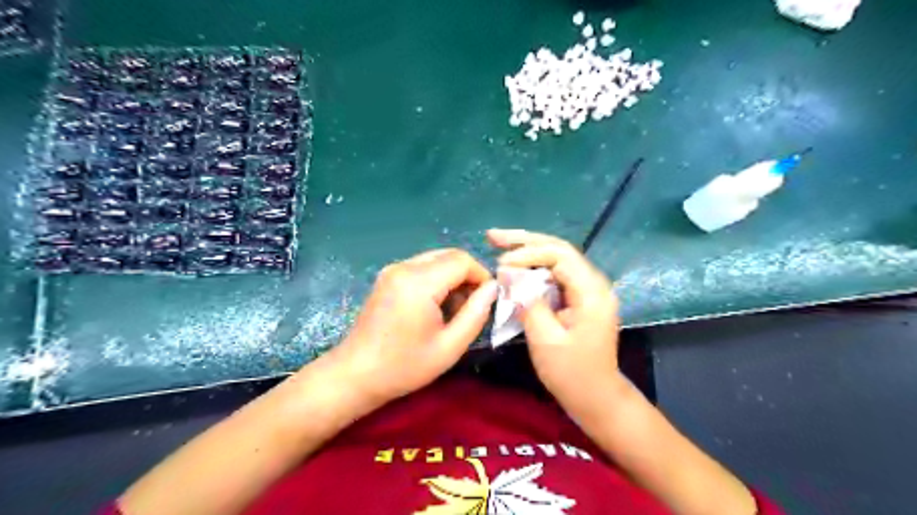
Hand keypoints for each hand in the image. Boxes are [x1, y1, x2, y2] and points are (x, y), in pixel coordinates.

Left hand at [330, 250, 497, 406]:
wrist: (355, 375)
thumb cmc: (404, 366)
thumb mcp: (450, 346)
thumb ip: (476, 313)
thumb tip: (493, 288)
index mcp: (419, 282)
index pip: (462, 260)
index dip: (482, 275)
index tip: (488, 299)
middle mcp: (404, 267)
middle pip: (449, 255)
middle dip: (468, 276)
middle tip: (472, 306)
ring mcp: (392, 270)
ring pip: (436, 260)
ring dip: (452, 278)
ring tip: (454, 311)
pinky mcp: (387, 277)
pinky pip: (421, 268)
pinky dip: (436, 280)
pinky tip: (435, 307)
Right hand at [487, 229, 623, 409]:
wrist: (596, 398)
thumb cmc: (572, 374)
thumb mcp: (545, 339)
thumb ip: (527, 301)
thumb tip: (507, 272)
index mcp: (592, 292)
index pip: (559, 255)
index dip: (528, 253)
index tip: (501, 264)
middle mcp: (593, 283)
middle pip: (558, 250)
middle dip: (525, 241)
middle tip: (493, 236)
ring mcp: (586, 290)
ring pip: (556, 260)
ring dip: (527, 251)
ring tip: (499, 244)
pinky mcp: (578, 299)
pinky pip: (554, 275)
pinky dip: (532, 269)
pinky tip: (515, 267)